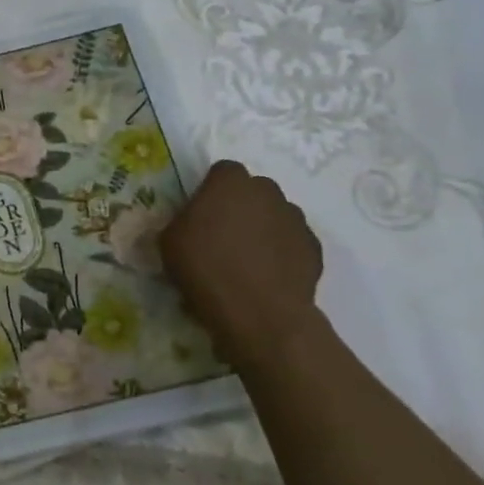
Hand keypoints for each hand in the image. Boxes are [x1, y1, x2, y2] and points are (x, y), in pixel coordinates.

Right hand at [160, 161, 323, 364]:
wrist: (259, 313)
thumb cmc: (206, 268)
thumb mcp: (169, 240)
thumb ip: (181, 220)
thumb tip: (190, 223)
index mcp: (230, 182)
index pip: (222, 171)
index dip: (211, 189)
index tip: (200, 213)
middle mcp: (268, 191)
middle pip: (252, 190)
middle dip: (240, 206)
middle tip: (222, 235)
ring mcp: (296, 219)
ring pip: (275, 215)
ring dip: (262, 228)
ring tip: (246, 259)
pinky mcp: (314, 249)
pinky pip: (292, 242)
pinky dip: (281, 252)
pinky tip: (266, 275)